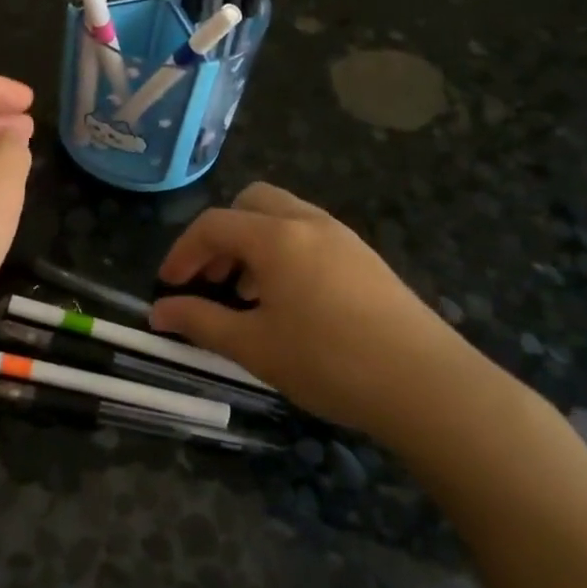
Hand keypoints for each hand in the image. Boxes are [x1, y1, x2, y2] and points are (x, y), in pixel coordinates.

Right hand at [150, 182, 494, 439]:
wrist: (427, 385)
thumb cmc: (329, 361)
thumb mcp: (254, 346)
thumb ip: (200, 322)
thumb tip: (158, 313)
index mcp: (276, 237)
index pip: (213, 225)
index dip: (182, 251)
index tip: (168, 285)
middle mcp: (308, 222)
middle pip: (250, 202)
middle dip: (222, 235)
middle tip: (212, 279)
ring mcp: (343, 236)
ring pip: (283, 216)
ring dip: (254, 243)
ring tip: (248, 295)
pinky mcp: (366, 257)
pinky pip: (310, 235)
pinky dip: (284, 252)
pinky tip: (290, 302)